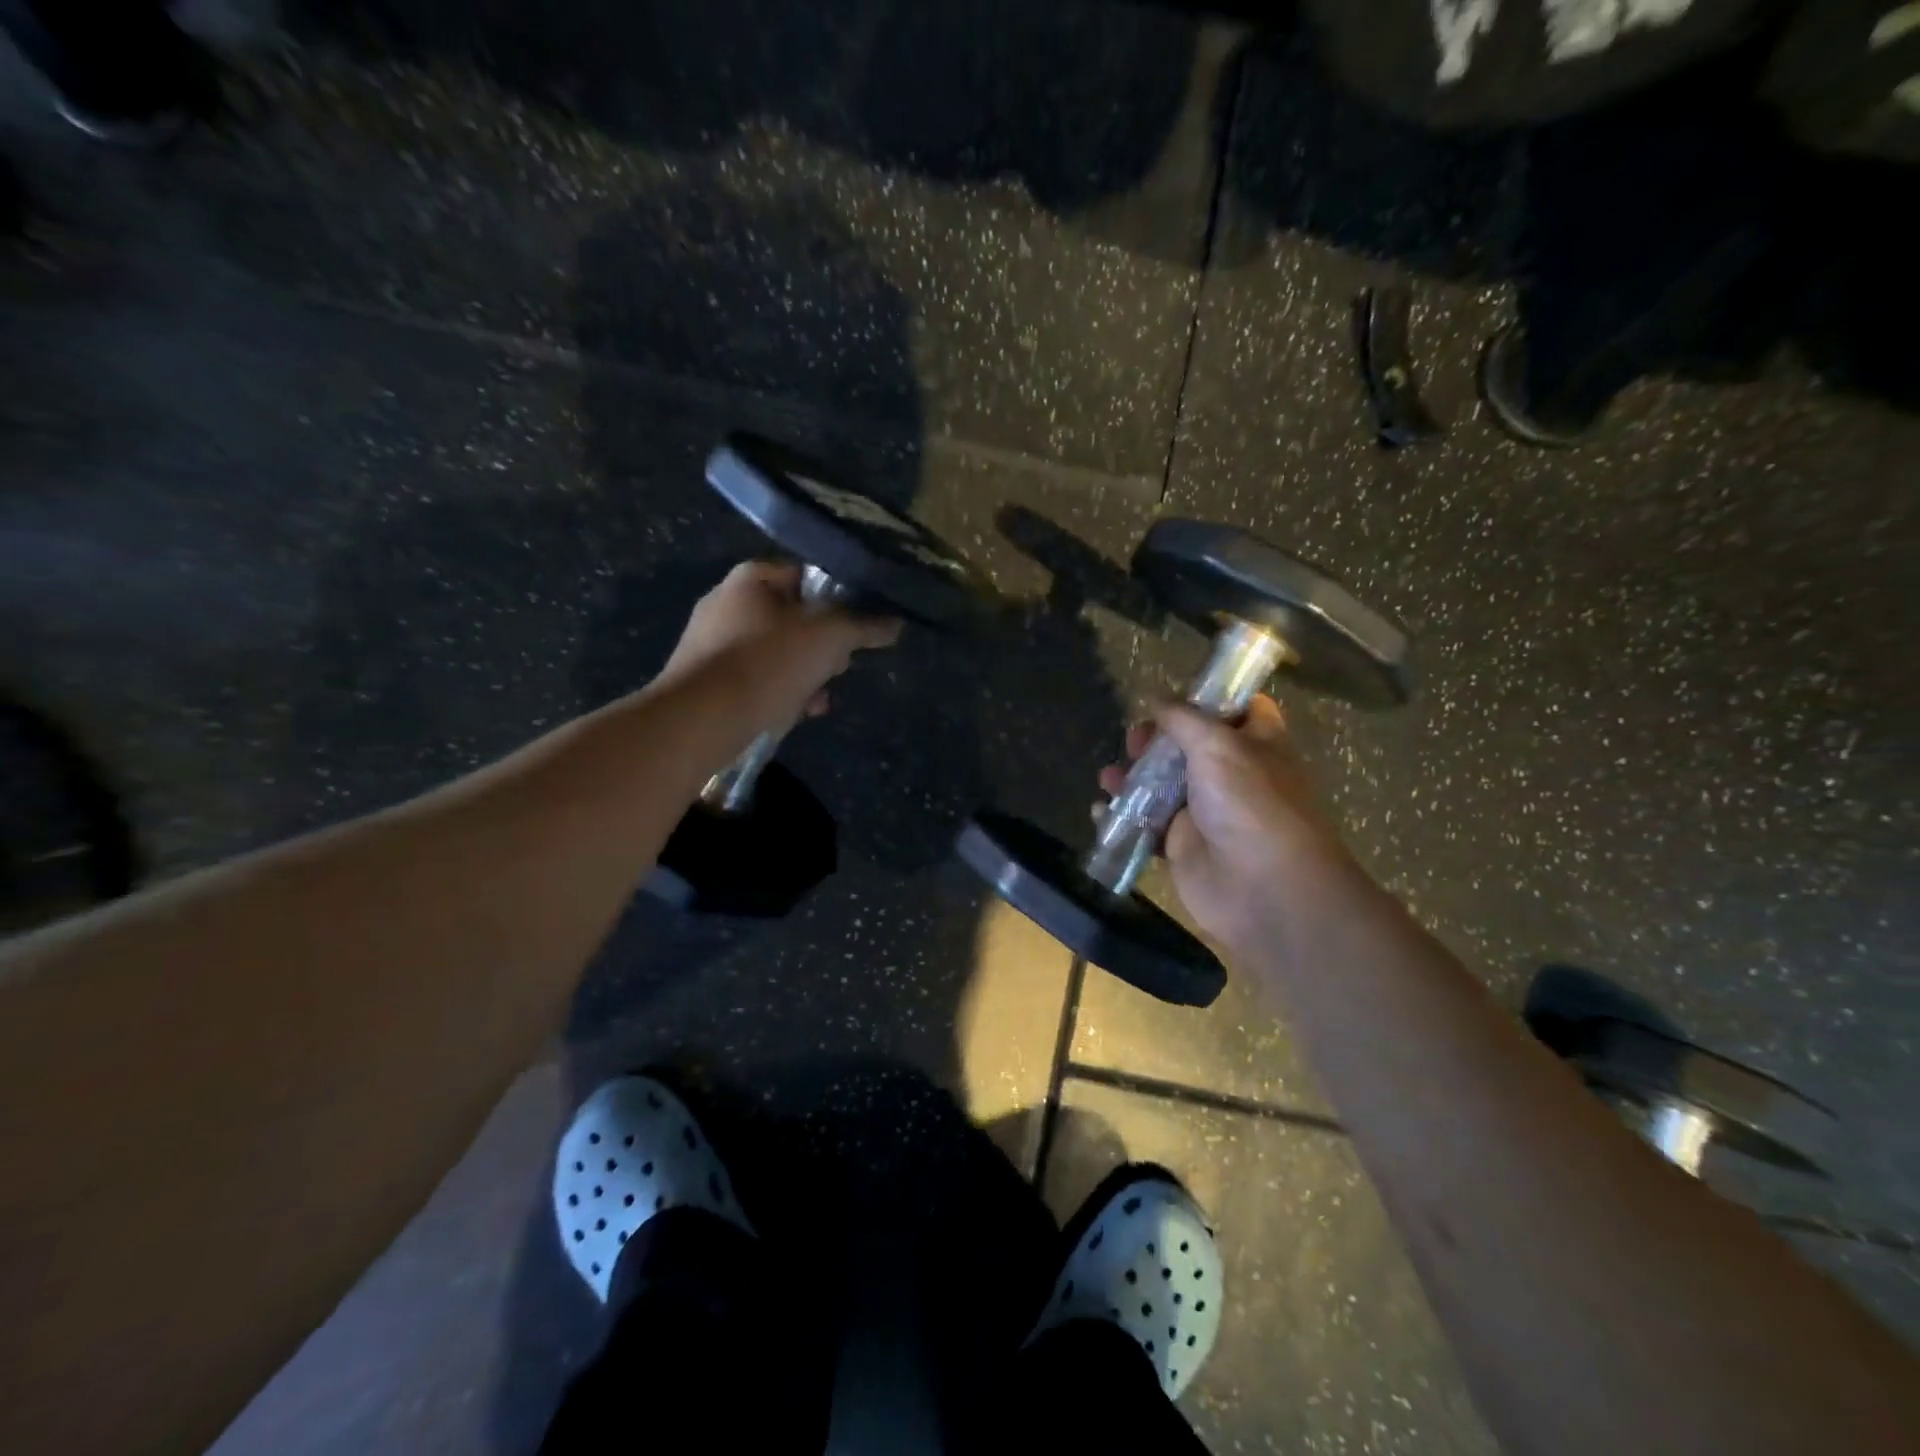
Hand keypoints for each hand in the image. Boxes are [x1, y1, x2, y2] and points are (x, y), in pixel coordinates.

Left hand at [657, 562, 900, 729]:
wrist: (701, 719)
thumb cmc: (767, 663)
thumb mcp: (829, 638)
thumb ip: (864, 627)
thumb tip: (896, 623)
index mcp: (751, 579)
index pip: (807, 577)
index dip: (838, 601)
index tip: (856, 629)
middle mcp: (727, 603)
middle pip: (794, 619)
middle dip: (823, 647)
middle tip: (839, 667)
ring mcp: (712, 643)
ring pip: (777, 653)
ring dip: (806, 675)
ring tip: (820, 698)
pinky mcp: (707, 681)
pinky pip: (756, 680)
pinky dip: (779, 693)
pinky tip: (797, 714)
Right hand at [1098, 696, 1354, 955]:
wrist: (1263, 888)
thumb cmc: (1250, 803)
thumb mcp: (1218, 745)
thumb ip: (1183, 719)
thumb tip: (1156, 699)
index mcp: (1255, 743)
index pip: (1238, 708)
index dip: (1209, 698)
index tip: (1173, 696)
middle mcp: (1231, 774)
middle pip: (1187, 745)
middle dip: (1155, 740)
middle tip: (1135, 741)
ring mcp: (1205, 811)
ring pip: (1161, 784)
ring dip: (1131, 777)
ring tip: (1108, 777)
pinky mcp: (1181, 845)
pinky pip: (1145, 824)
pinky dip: (1121, 816)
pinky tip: (1099, 810)